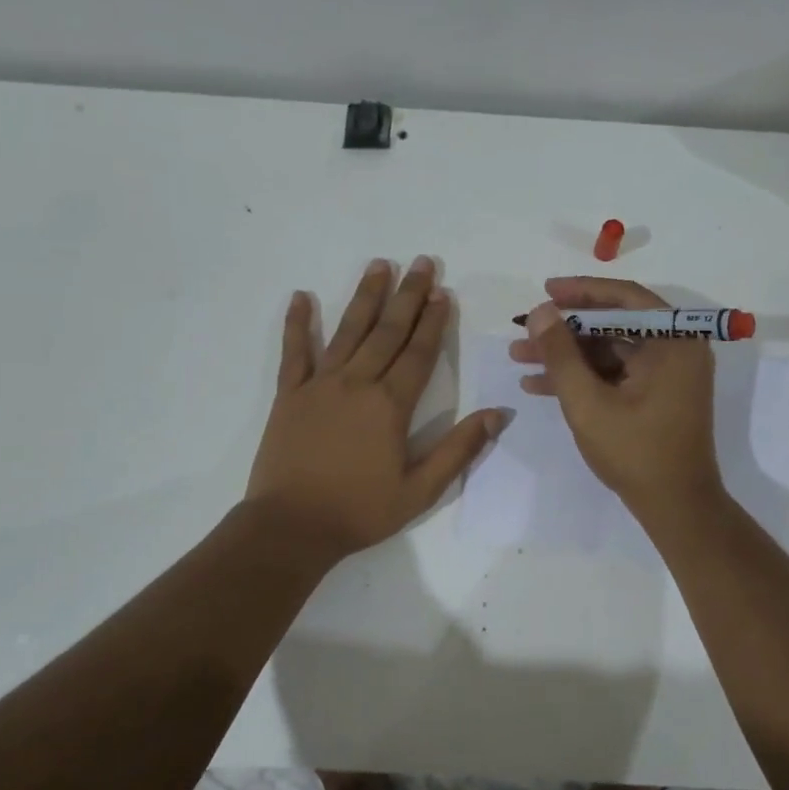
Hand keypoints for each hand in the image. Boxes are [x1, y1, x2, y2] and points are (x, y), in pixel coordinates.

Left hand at [246, 257, 506, 560]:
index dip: (434, 321)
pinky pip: (294, 352)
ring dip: (365, 296)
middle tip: (422, 262)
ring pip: (347, 331)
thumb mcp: (421, 490)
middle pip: (388, 331)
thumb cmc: (360, 511)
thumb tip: (498, 414)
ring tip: (379, 265)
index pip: (419, 353)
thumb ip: (459, 449)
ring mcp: (320, 385)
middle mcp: (357, 384)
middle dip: (408, 296)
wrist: (292, 527)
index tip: (444, 292)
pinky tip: (302, 297)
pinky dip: (298, 323)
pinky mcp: (290, 395)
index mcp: (390, 405)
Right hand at [508, 276, 721, 520]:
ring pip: (609, 351)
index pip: (625, 299)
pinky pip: (616, 374)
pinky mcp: (658, 395)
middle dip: (565, 330)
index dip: (581, 291)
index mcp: (674, 341)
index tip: (545, 291)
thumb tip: (539, 312)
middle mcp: (677, 349)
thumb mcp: (588, 402)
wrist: (676, 507)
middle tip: (524, 330)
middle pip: (613, 325)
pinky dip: (583, 377)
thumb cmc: (636, 452)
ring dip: (567, 356)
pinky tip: (540, 384)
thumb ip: (560, 354)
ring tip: (520, 358)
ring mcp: (668, 374)